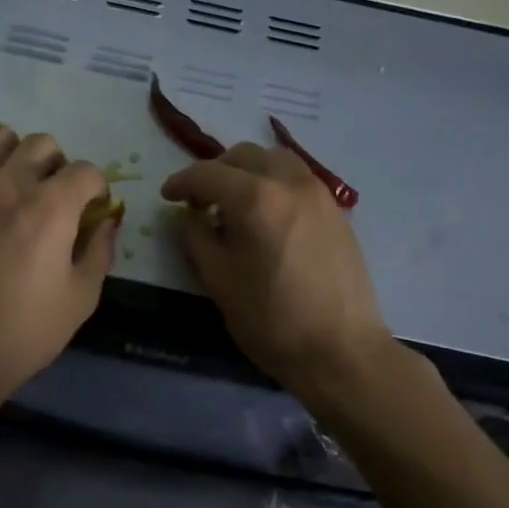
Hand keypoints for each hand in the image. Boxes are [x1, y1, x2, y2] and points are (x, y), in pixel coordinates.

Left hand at [0, 124, 117, 402]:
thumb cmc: (23, 332)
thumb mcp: (80, 300)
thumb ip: (98, 253)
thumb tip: (106, 224)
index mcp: (52, 207)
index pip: (87, 170)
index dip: (97, 189)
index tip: (93, 212)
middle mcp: (10, 184)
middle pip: (42, 143)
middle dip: (58, 165)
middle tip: (53, 197)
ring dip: (11, 153)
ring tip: (12, 183)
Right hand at [161, 142, 390, 398]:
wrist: (341, 351)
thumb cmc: (271, 320)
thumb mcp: (219, 281)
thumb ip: (196, 238)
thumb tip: (187, 216)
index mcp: (255, 198)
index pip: (207, 173)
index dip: (181, 182)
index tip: (167, 197)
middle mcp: (290, 183)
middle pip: (244, 156)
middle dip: (215, 172)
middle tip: (199, 201)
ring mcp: (319, 194)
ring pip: (275, 160)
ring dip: (247, 172)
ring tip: (234, 203)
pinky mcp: (337, 211)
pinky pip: (298, 179)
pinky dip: (274, 183)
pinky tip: (266, 216)